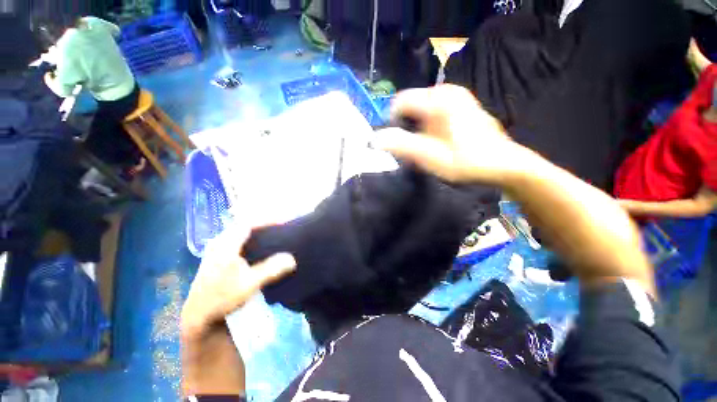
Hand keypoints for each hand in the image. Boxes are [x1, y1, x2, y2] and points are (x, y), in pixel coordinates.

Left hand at [181, 226, 295, 337]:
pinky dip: (253, 239)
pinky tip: (262, 247)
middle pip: (245, 225)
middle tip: (283, 227)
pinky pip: (239, 240)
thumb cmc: (222, 298)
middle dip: (265, 224)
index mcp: (225, 244)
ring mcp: (218, 248)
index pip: (249, 223)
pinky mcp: (219, 256)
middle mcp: (220, 242)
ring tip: (276, 234)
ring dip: (259, 232)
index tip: (285, 221)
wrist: (199, 316)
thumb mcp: (249, 284)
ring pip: (242, 232)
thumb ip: (271, 269)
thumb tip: (292, 259)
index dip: (268, 220)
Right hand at [375, 85, 525, 183]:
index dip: (392, 123)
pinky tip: (438, 141)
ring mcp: (457, 96)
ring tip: (426, 147)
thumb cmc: (466, 161)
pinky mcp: (462, 104)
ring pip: (422, 109)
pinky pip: (434, 111)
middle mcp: (447, 91)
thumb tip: (375, 139)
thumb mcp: (430, 157)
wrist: (503, 164)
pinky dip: (429, 126)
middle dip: (407, 127)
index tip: (399, 143)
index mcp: (439, 100)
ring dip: (418, 129)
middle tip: (414, 149)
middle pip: (411, 105)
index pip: (400, 102)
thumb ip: (401, 145)